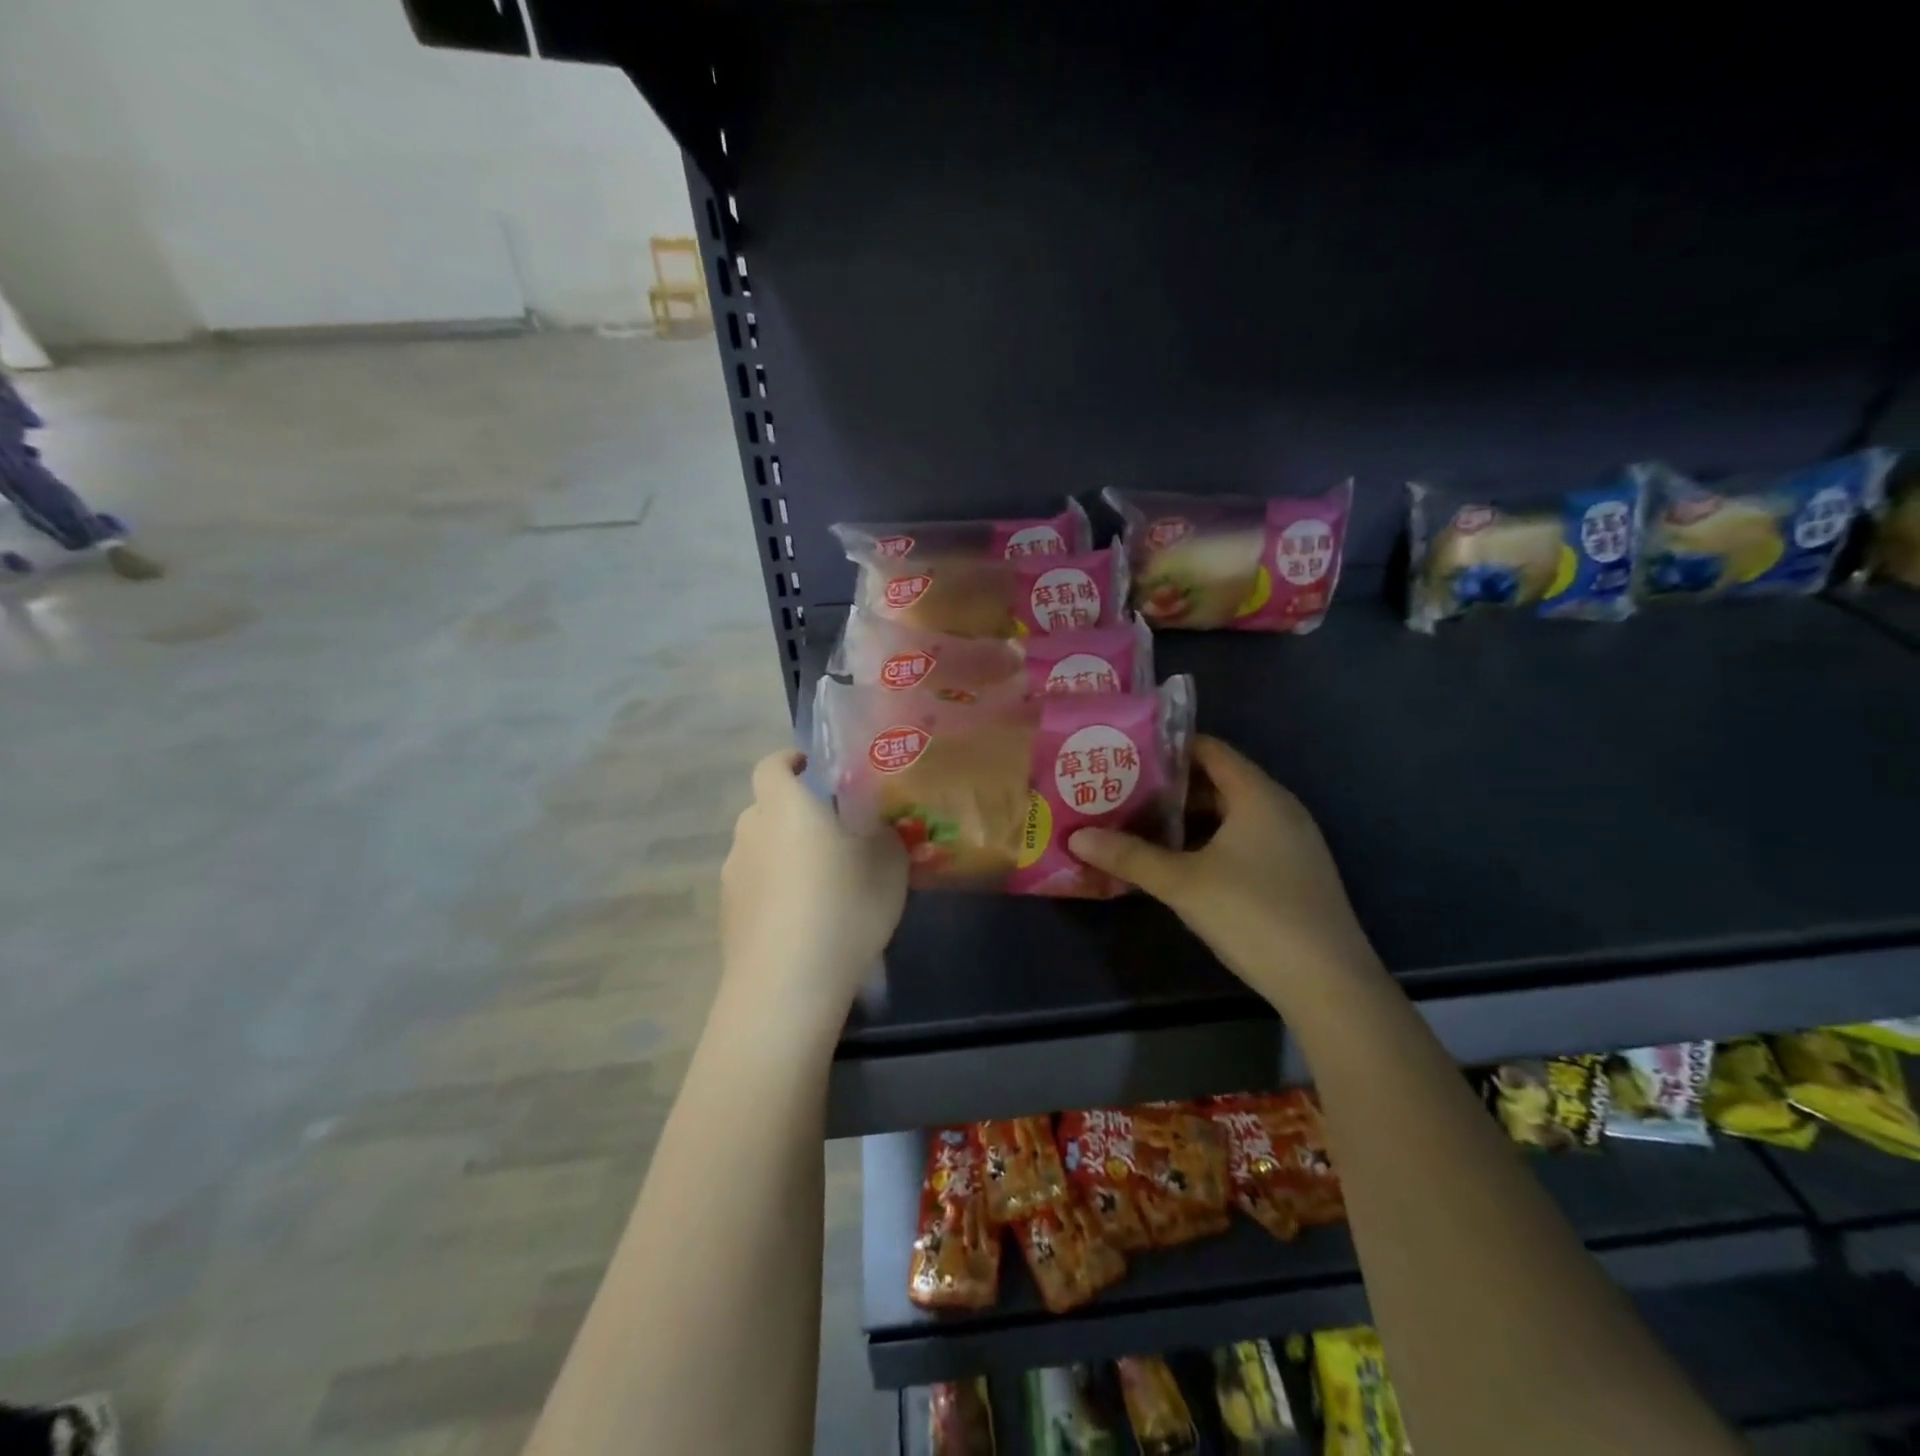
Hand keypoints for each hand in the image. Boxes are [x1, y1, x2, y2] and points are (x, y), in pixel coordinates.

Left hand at [719, 750, 908, 1026]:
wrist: (789, 982)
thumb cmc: (844, 903)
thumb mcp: (888, 863)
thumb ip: (885, 833)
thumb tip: (881, 825)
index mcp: (785, 806)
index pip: (772, 765)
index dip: (791, 761)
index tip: (815, 768)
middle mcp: (750, 832)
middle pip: (767, 809)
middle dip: (795, 813)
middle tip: (834, 833)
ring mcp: (732, 876)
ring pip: (760, 850)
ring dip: (784, 855)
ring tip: (821, 883)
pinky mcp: (728, 916)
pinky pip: (755, 888)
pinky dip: (775, 892)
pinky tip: (802, 921)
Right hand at [1069, 736, 1375, 999]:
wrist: (1329, 984)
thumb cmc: (1253, 915)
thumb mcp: (1182, 883)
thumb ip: (1130, 856)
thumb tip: (1077, 838)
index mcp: (1258, 795)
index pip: (1209, 749)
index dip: (1167, 747)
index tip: (1126, 754)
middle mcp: (1280, 808)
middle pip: (1218, 781)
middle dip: (1169, 787)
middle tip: (1122, 792)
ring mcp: (1292, 842)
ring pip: (1230, 814)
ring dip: (1187, 818)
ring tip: (1140, 826)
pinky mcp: (1295, 872)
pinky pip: (1245, 839)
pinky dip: (1210, 841)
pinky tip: (1180, 864)